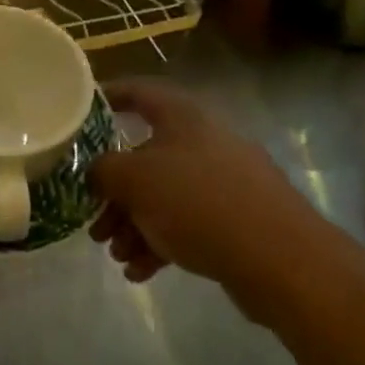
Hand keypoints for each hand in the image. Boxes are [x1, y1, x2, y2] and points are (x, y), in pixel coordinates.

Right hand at [89, 79, 321, 306]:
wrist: (282, 259)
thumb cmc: (198, 202)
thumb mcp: (135, 180)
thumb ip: (103, 170)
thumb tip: (95, 172)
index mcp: (181, 117)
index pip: (138, 92)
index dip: (109, 97)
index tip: (82, 112)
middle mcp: (203, 141)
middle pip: (146, 156)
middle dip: (115, 191)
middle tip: (95, 222)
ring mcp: (225, 181)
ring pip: (165, 195)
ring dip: (135, 224)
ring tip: (117, 255)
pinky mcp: (239, 220)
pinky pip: (188, 223)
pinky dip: (161, 242)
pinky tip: (140, 272)